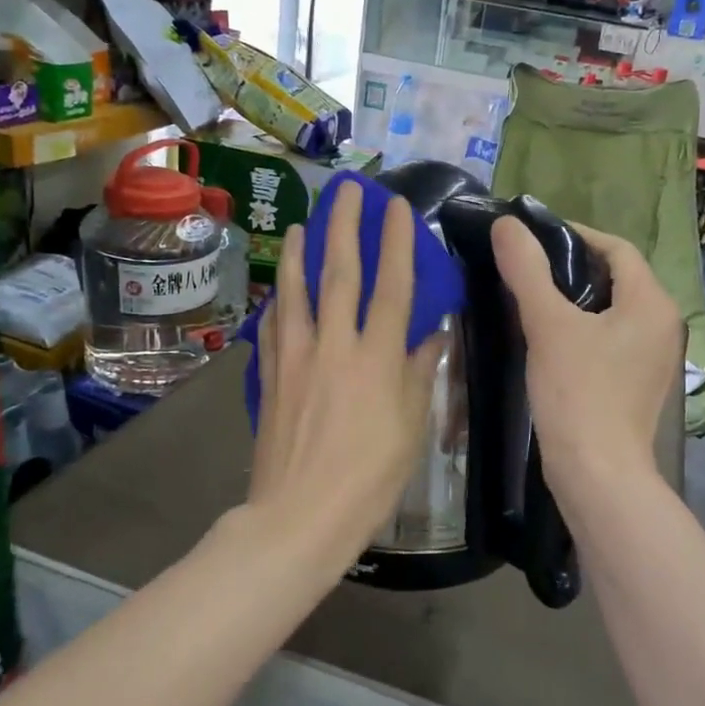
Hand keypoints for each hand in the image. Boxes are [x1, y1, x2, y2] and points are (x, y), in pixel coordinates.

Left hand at [250, 181, 440, 566]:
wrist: (300, 515)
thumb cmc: (369, 477)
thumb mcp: (411, 427)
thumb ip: (420, 373)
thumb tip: (433, 334)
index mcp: (377, 358)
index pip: (392, 287)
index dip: (396, 243)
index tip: (396, 207)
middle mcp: (334, 346)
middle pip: (340, 274)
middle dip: (345, 226)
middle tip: (347, 190)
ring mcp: (296, 358)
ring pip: (297, 293)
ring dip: (302, 254)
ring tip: (306, 224)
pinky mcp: (271, 377)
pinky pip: (274, 328)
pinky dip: (279, 302)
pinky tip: (280, 291)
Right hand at [491, 216, 681, 503]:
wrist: (598, 475)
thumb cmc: (578, 394)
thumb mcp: (548, 325)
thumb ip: (527, 270)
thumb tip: (507, 225)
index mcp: (652, 303)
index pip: (617, 248)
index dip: (575, 235)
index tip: (532, 238)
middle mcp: (663, 325)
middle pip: (617, 278)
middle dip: (572, 268)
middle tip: (526, 268)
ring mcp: (655, 358)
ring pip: (613, 311)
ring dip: (576, 300)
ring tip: (531, 299)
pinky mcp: (639, 384)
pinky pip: (612, 339)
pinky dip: (583, 329)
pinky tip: (550, 340)